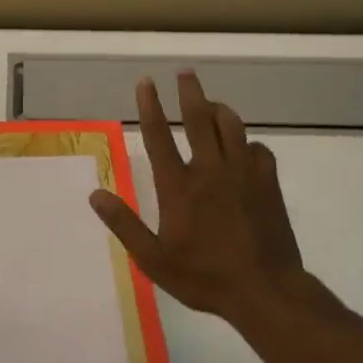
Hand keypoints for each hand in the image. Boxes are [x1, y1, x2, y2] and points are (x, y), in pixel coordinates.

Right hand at [88, 72, 336, 328]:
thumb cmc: (204, 277)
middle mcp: (209, 170)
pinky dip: (245, 141)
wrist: (265, 291)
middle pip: (198, 118)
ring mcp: (242, 174)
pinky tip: (242, 147)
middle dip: (189, 91)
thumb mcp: (153, 259)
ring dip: (218, 109)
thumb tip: (95, 195)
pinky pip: (257, 148)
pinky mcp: (267, 183)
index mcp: (178, 186)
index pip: (158, 136)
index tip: (146, 82)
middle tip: (184, 72)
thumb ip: (124, 224)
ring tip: (210, 103)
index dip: (150, 106)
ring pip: (231, 126)